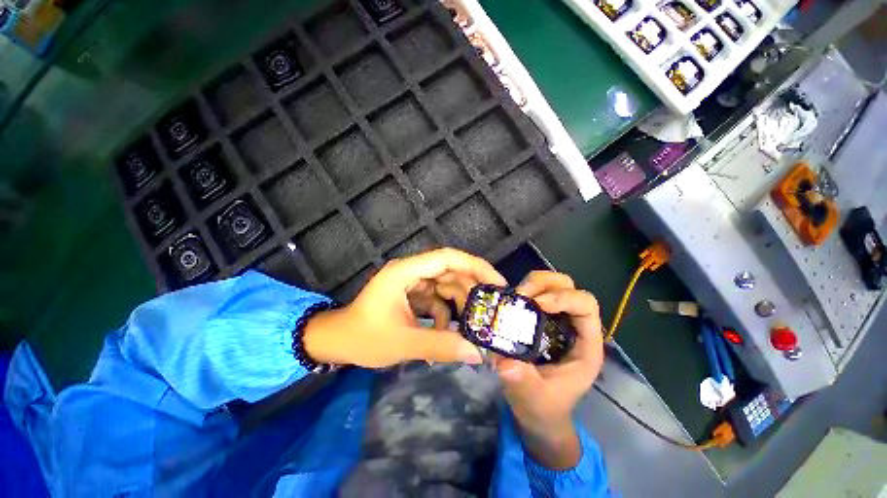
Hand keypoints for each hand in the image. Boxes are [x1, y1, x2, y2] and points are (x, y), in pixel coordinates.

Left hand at [303, 248, 506, 367]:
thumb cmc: (363, 338)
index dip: (476, 266)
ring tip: (472, 327)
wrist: (337, 342)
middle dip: (472, 289)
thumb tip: (477, 353)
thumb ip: (441, 345)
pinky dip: (445, 315)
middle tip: (491, 308)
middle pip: (451, 271)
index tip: (497, 283)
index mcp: (406, 272)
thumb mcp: (403, 343)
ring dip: (459, 305)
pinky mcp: (412, 294)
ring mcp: (412, 283)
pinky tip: (444, 335)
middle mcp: (411, 271)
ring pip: (446, 286)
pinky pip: (437, 299)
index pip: (448, 258)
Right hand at [494, 271, 604, 468]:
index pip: (586, 305)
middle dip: (544, 284)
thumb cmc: (544, 407)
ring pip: (550, 283)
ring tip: (513, 297)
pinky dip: (522, 290)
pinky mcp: (538, 317)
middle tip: (520, 295)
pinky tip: (508, 301)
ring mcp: (554, 318)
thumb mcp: (535, 399)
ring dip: (532, 284)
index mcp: (585, 343)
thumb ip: (524, 383)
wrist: (536, 412)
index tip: (537, 304)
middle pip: (567, 286)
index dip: (564, 297)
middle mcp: (572, 324)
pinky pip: (533, 292)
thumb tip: (505, 362)